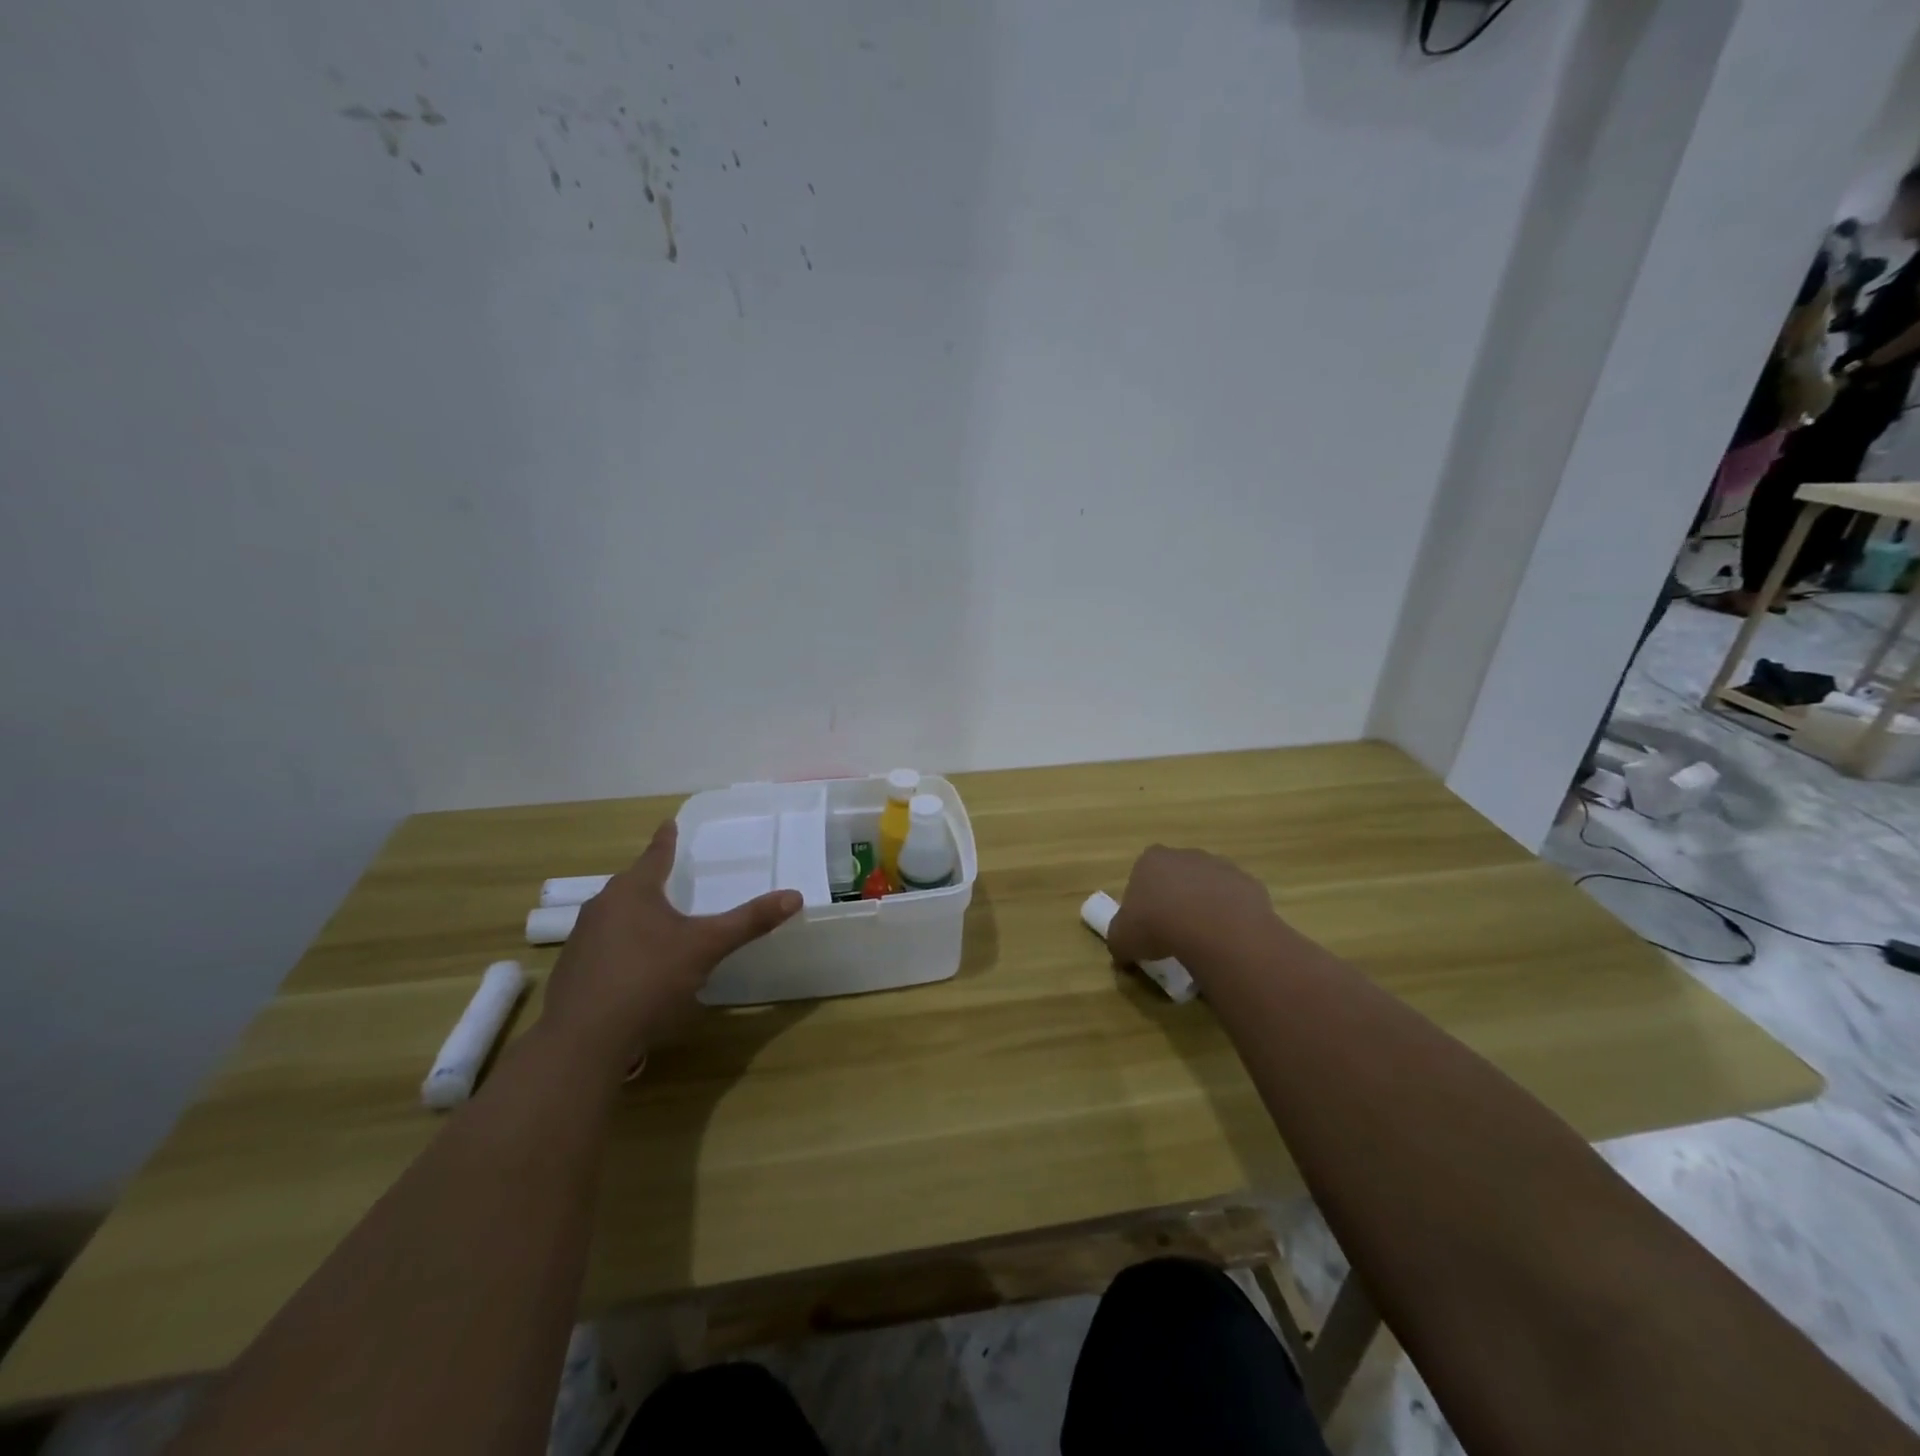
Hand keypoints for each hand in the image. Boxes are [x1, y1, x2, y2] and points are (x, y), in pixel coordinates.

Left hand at [540, 821, 800, 1071]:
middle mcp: (602, 906)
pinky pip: (604, 944)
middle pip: (632, 884)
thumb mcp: (706, 947)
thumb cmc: (649, 979)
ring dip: (636, 914)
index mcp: (633, 890)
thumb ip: (749, 921)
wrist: (583, 1039)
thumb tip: (795, 896)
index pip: (656, 855)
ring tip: (658, 921)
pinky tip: (636, 966)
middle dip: (652, 880)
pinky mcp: (572, 970)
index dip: (667, 840)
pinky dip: (622, 945)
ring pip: (616, 915)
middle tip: (672, 876)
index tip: (669, 822)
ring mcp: (582, 939)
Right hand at [1106, 845, 1273, 967]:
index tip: (1146, 924)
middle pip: (1177, 877)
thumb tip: (1123, 954)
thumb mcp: (1122, 940)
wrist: (1215, 929)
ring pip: (1208, 887)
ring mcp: (1220, 866)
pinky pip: (1235, 901)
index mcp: (1150, 860)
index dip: (1143, 900)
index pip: (1142, 874)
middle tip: (1174, 933)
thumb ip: (1119, 942)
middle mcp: (1185, 855)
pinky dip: (1231, 917)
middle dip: (1176, 899)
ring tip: (1203, 940)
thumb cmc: (1157, 926)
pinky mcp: (1248, 883)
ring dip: (1205, 907)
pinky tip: (1227, 940)